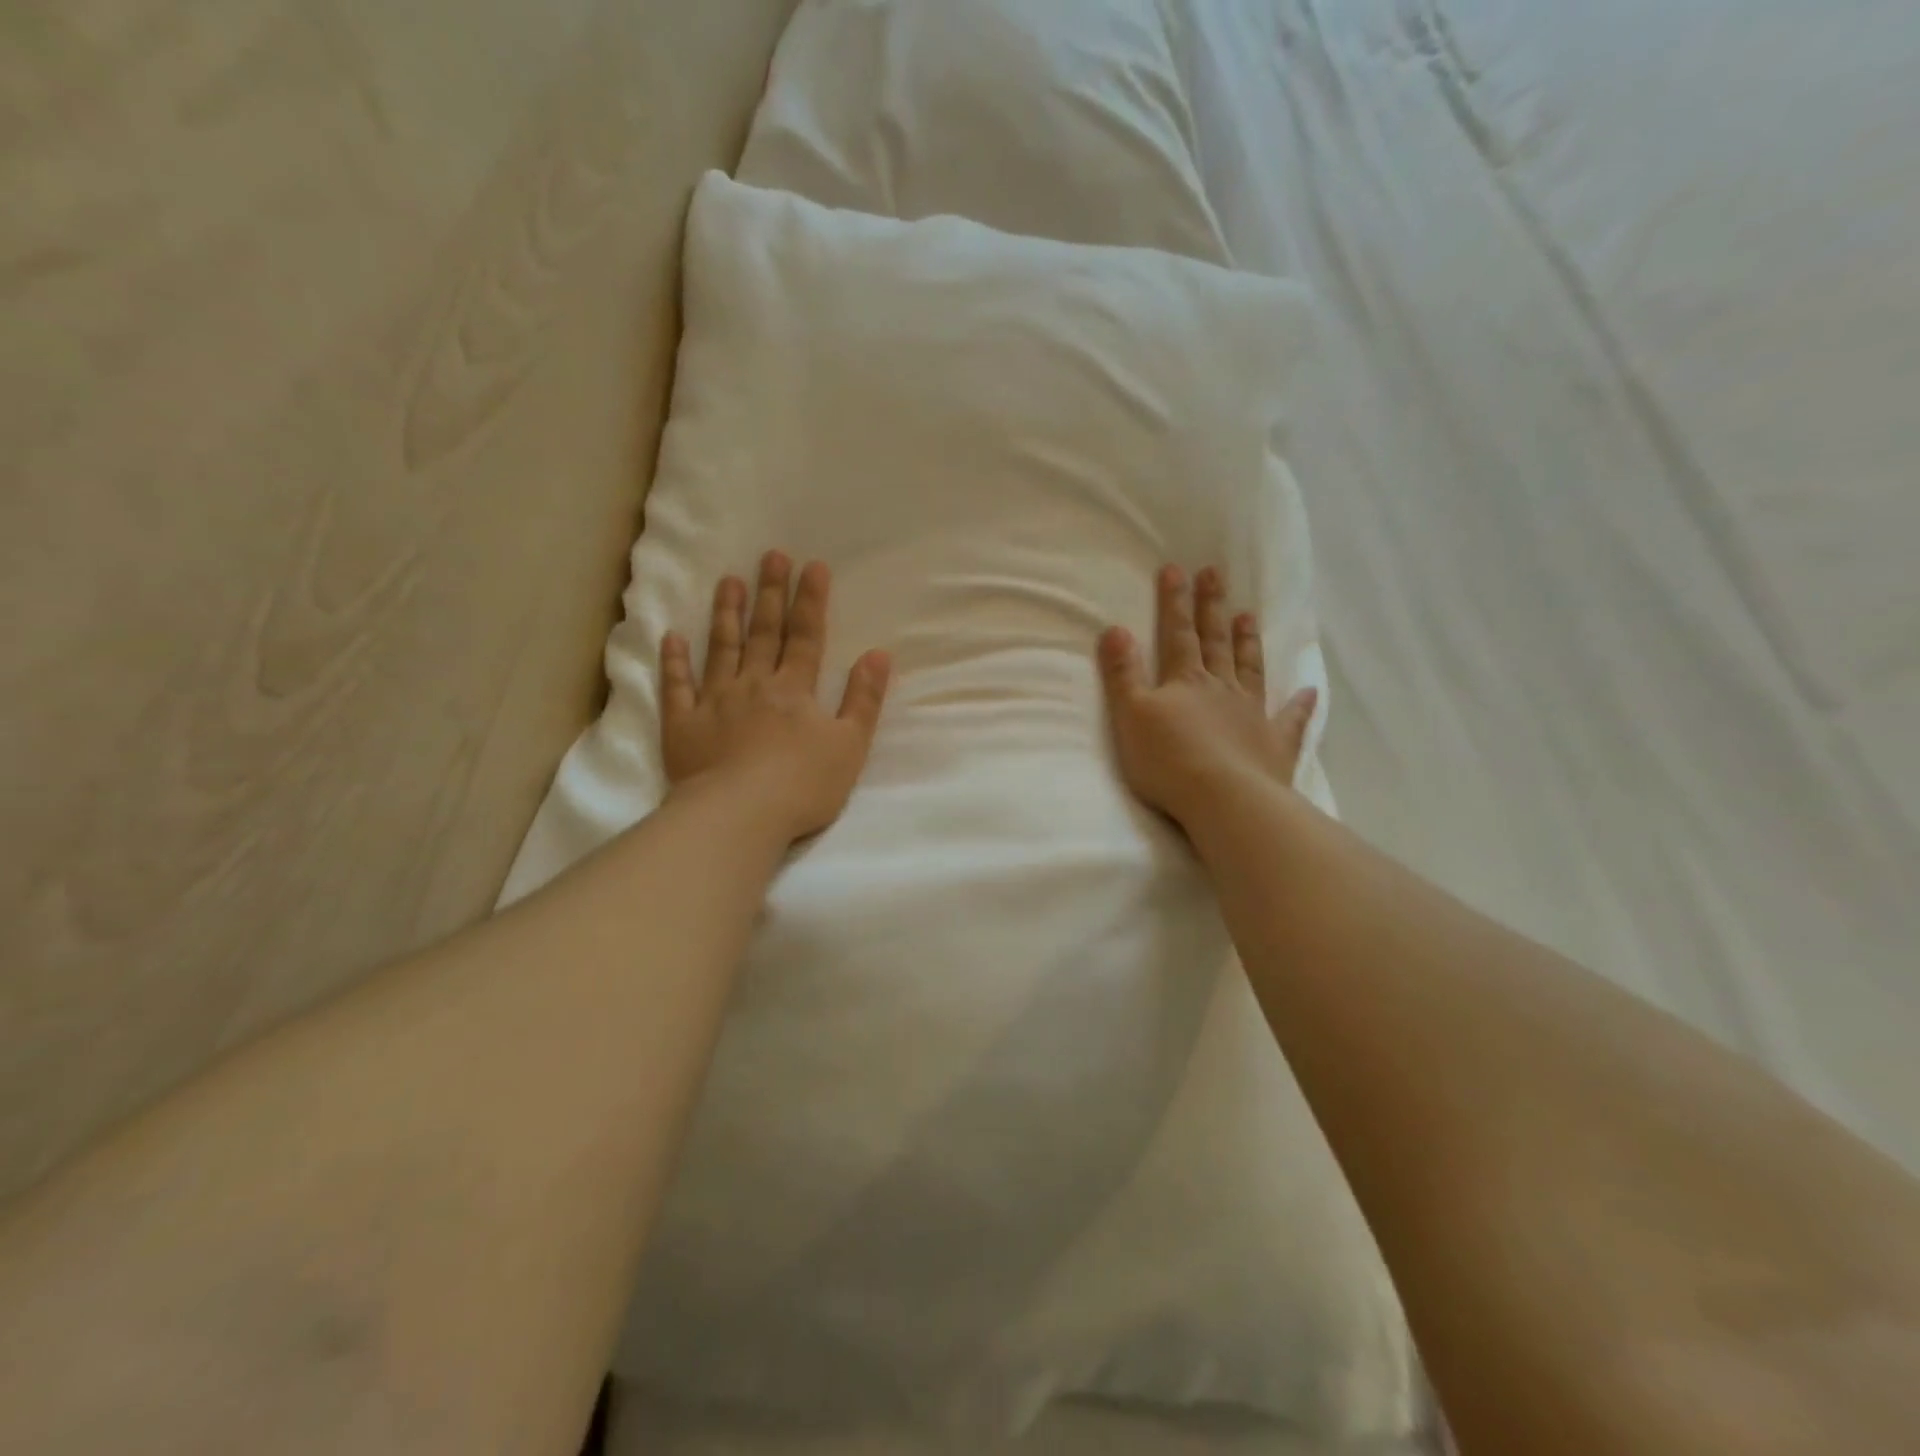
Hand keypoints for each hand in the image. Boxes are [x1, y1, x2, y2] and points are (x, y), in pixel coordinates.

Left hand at [662, 551, 891, 842]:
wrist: (739, 815)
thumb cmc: (802, 785)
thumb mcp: (850, 745)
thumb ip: (863, 699)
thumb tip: (879, 654)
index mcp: (795, 690)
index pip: (806, 637)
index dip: (811, 601)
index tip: (812, 566)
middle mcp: (754, 685)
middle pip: (764, 633)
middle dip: (770, 593)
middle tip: (770, 556)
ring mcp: (714, 702)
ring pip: (721, 649)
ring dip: (726, 615)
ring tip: (728, 582)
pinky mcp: (682, 725)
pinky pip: (677, 687)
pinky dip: (673, 662)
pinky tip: (671, 638)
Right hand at [1099, 564, 1316, 830]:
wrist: (1223, 800)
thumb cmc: (1168, 760)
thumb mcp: (1131, 715)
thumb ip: (1123, 674)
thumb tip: (1114, 629)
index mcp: (1186, 681)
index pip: (1177, 634)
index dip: (1175, 602)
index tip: (1177, 569)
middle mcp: (1222, 689)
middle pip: (1216, 642)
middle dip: (1212, 608)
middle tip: (1216, 574)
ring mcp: (1252, 715)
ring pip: (1250, 670)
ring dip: (1248, 642)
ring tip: (1249, 616)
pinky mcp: (1275, 745)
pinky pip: (1290, 720)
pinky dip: (1300, 706)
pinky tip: (1309, 692)